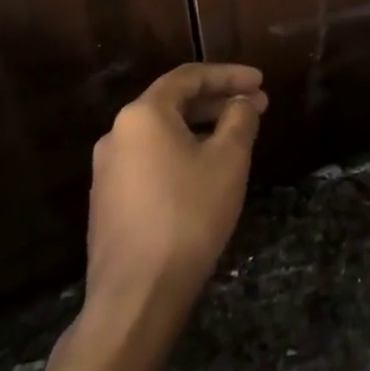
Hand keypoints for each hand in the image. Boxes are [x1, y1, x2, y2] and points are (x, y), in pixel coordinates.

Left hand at [80, 63, 266, 326]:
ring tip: (236, 138)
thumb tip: (240, 103)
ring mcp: (108, 171)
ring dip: (201, 127)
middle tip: (256, 107)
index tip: (261, 81)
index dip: (229, 75)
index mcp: (143, 115)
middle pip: (173, 103)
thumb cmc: (189, 214)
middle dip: (217, 101)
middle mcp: (117, 134)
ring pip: (162, 133)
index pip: (190, 77)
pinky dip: (182, 153)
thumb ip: (239, 119)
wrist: (136, 295)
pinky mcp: (109, 202)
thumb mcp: (228, 159)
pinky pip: (151, 160)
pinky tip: (206, 171)